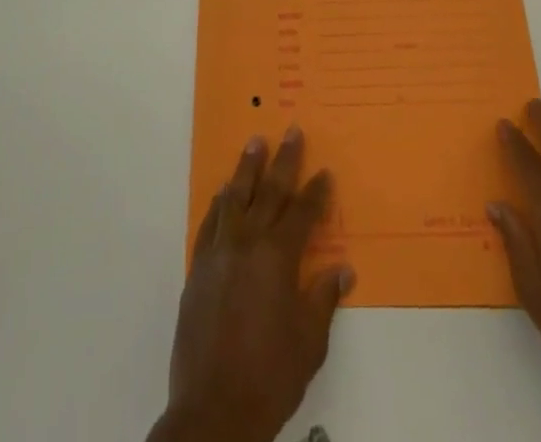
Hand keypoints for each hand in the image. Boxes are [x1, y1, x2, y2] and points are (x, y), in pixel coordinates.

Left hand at [151, 128, 353, 441]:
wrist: (214, 410)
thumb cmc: (270, 375)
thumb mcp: (309, 341)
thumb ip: (323, 298)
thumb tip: (342, 269)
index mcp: (278, 256)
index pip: (302, 213)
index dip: (316, 192)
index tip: (325, 172)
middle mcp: (247, 243)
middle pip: (270, 192)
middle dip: (284, 160)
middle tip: (292, 130)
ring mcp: (219, 253)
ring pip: (235, 198)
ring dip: (247, 168)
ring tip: (255, 142)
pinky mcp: (198, 269)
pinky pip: (209, 224)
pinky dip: (218, 204)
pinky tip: (222, 193)